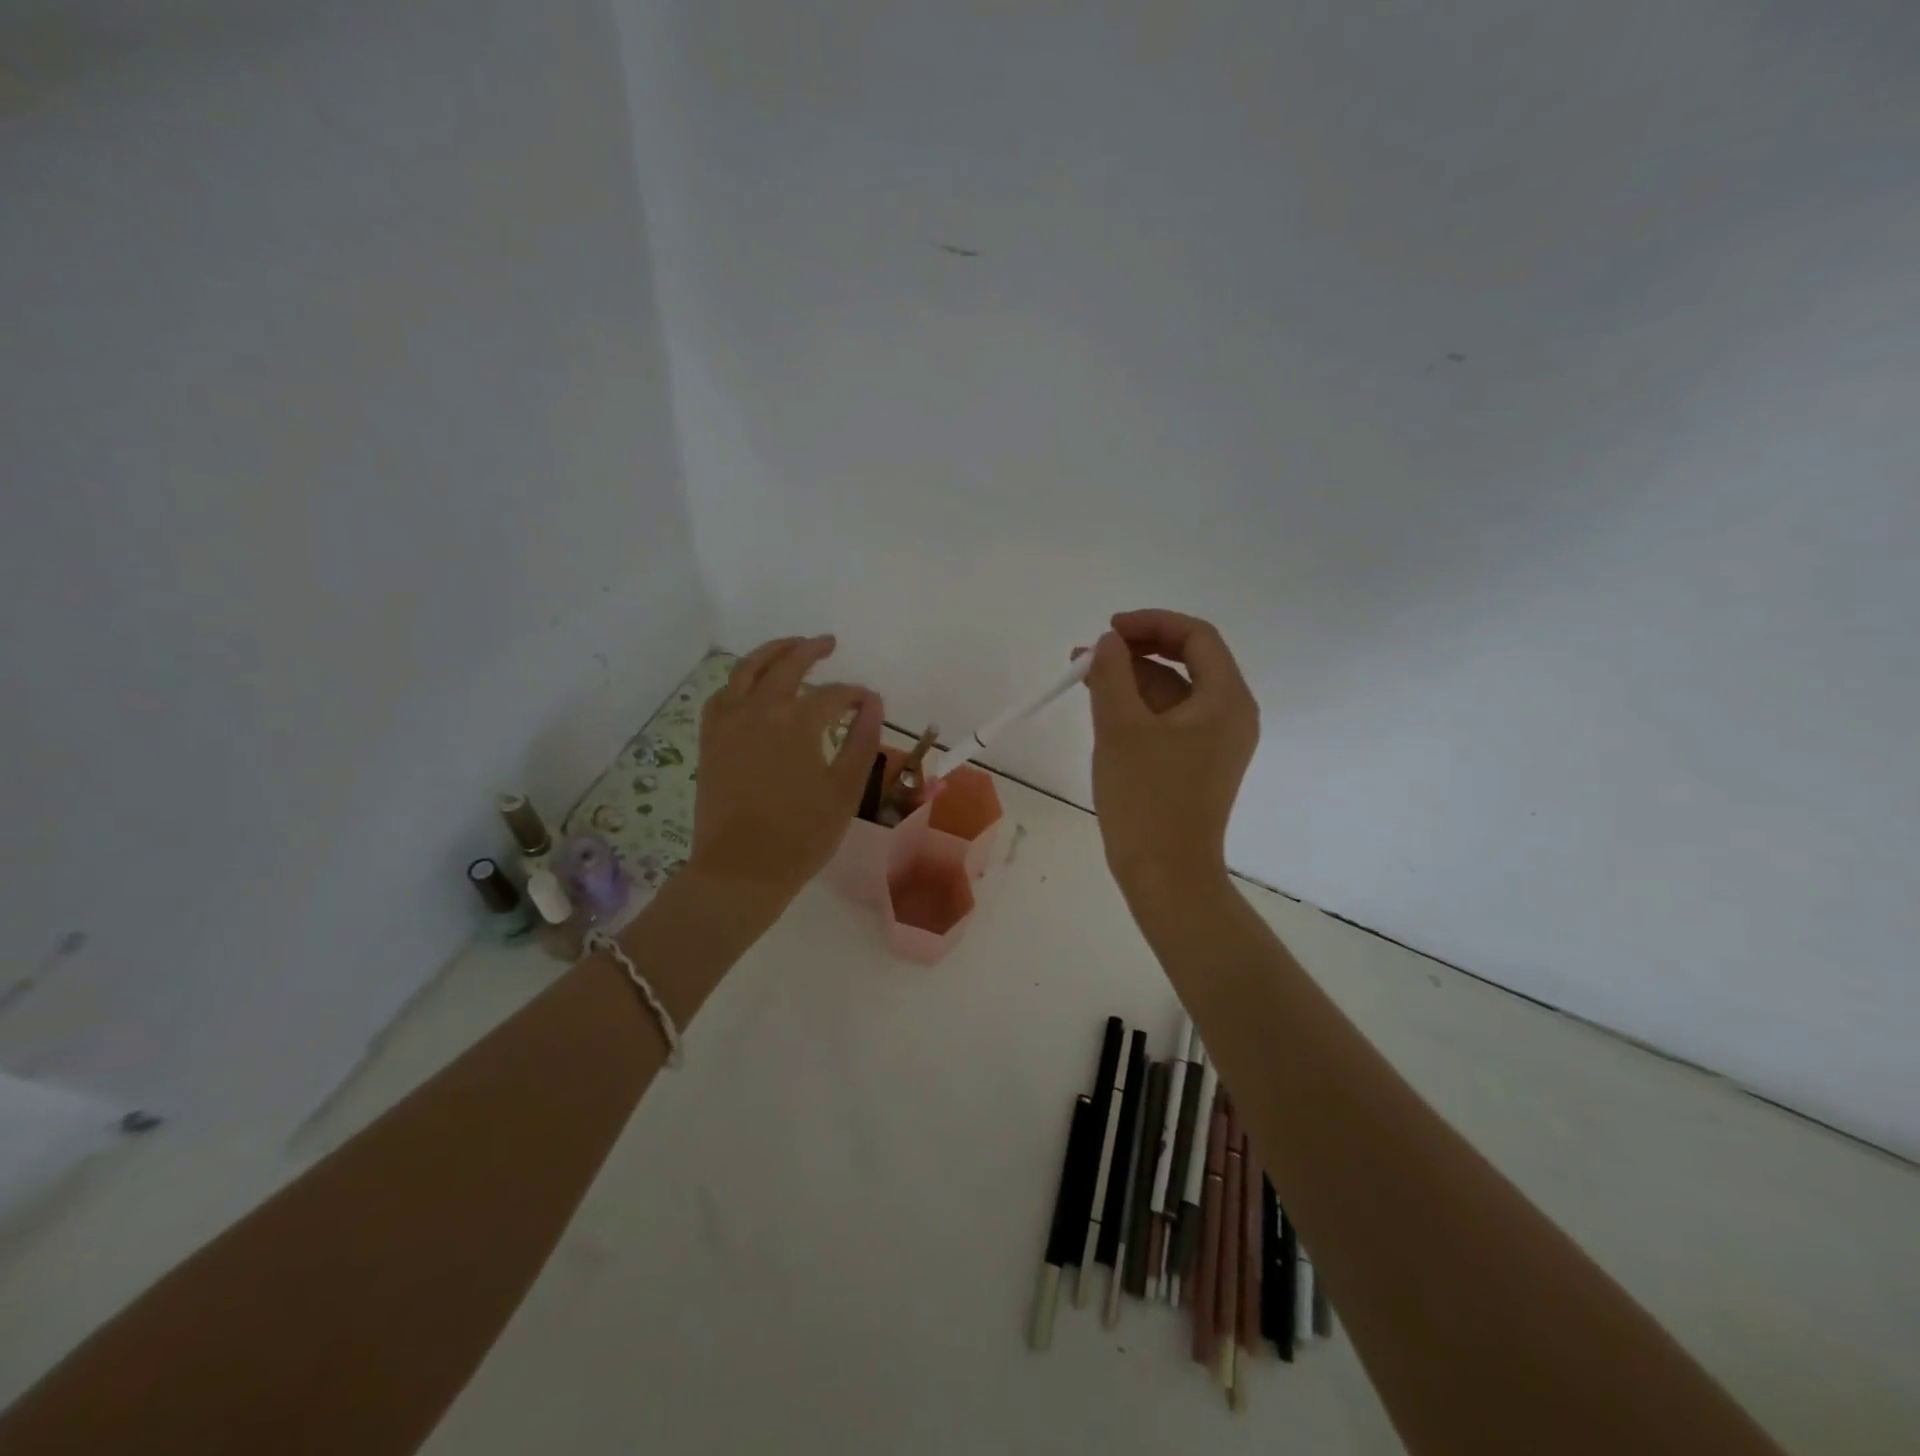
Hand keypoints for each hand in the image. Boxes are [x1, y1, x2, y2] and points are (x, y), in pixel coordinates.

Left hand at [688, 635, 882, 911]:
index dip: (855, 695)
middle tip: (827, 643)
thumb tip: (873, 703)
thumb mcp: (845, 789)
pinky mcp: (710, 740)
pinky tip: (750, 685)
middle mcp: (759, 710)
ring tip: (789, 646)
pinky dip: (739, 681)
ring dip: (771, 652)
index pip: (833, 696)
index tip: (869, 702)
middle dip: (810, 650)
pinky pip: (722, 695)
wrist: (741, 870)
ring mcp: (728, 723)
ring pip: (746, 670)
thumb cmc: (802, 834)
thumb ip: (862, 741)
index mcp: (797, 722)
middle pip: (786, 665)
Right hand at [1083, 609, 1259, 902]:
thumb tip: (1108, 642)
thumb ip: (1112, 673)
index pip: (1197, 637)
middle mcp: (1230, 716)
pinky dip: (1138, 708)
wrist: (1165, 875)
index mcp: (1226, 700)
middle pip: (1187, 662)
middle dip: (1137, 651)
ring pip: (1173, 693)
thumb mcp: (1121, 727)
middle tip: (1090, 654)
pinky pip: (1168, 721)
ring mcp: (1214, 743)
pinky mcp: (1196, 765)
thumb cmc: (1147, 798)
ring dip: (1132, 679)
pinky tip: (1103, 709)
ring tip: (1084, 678)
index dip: (1151, 623)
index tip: (1109, 629)